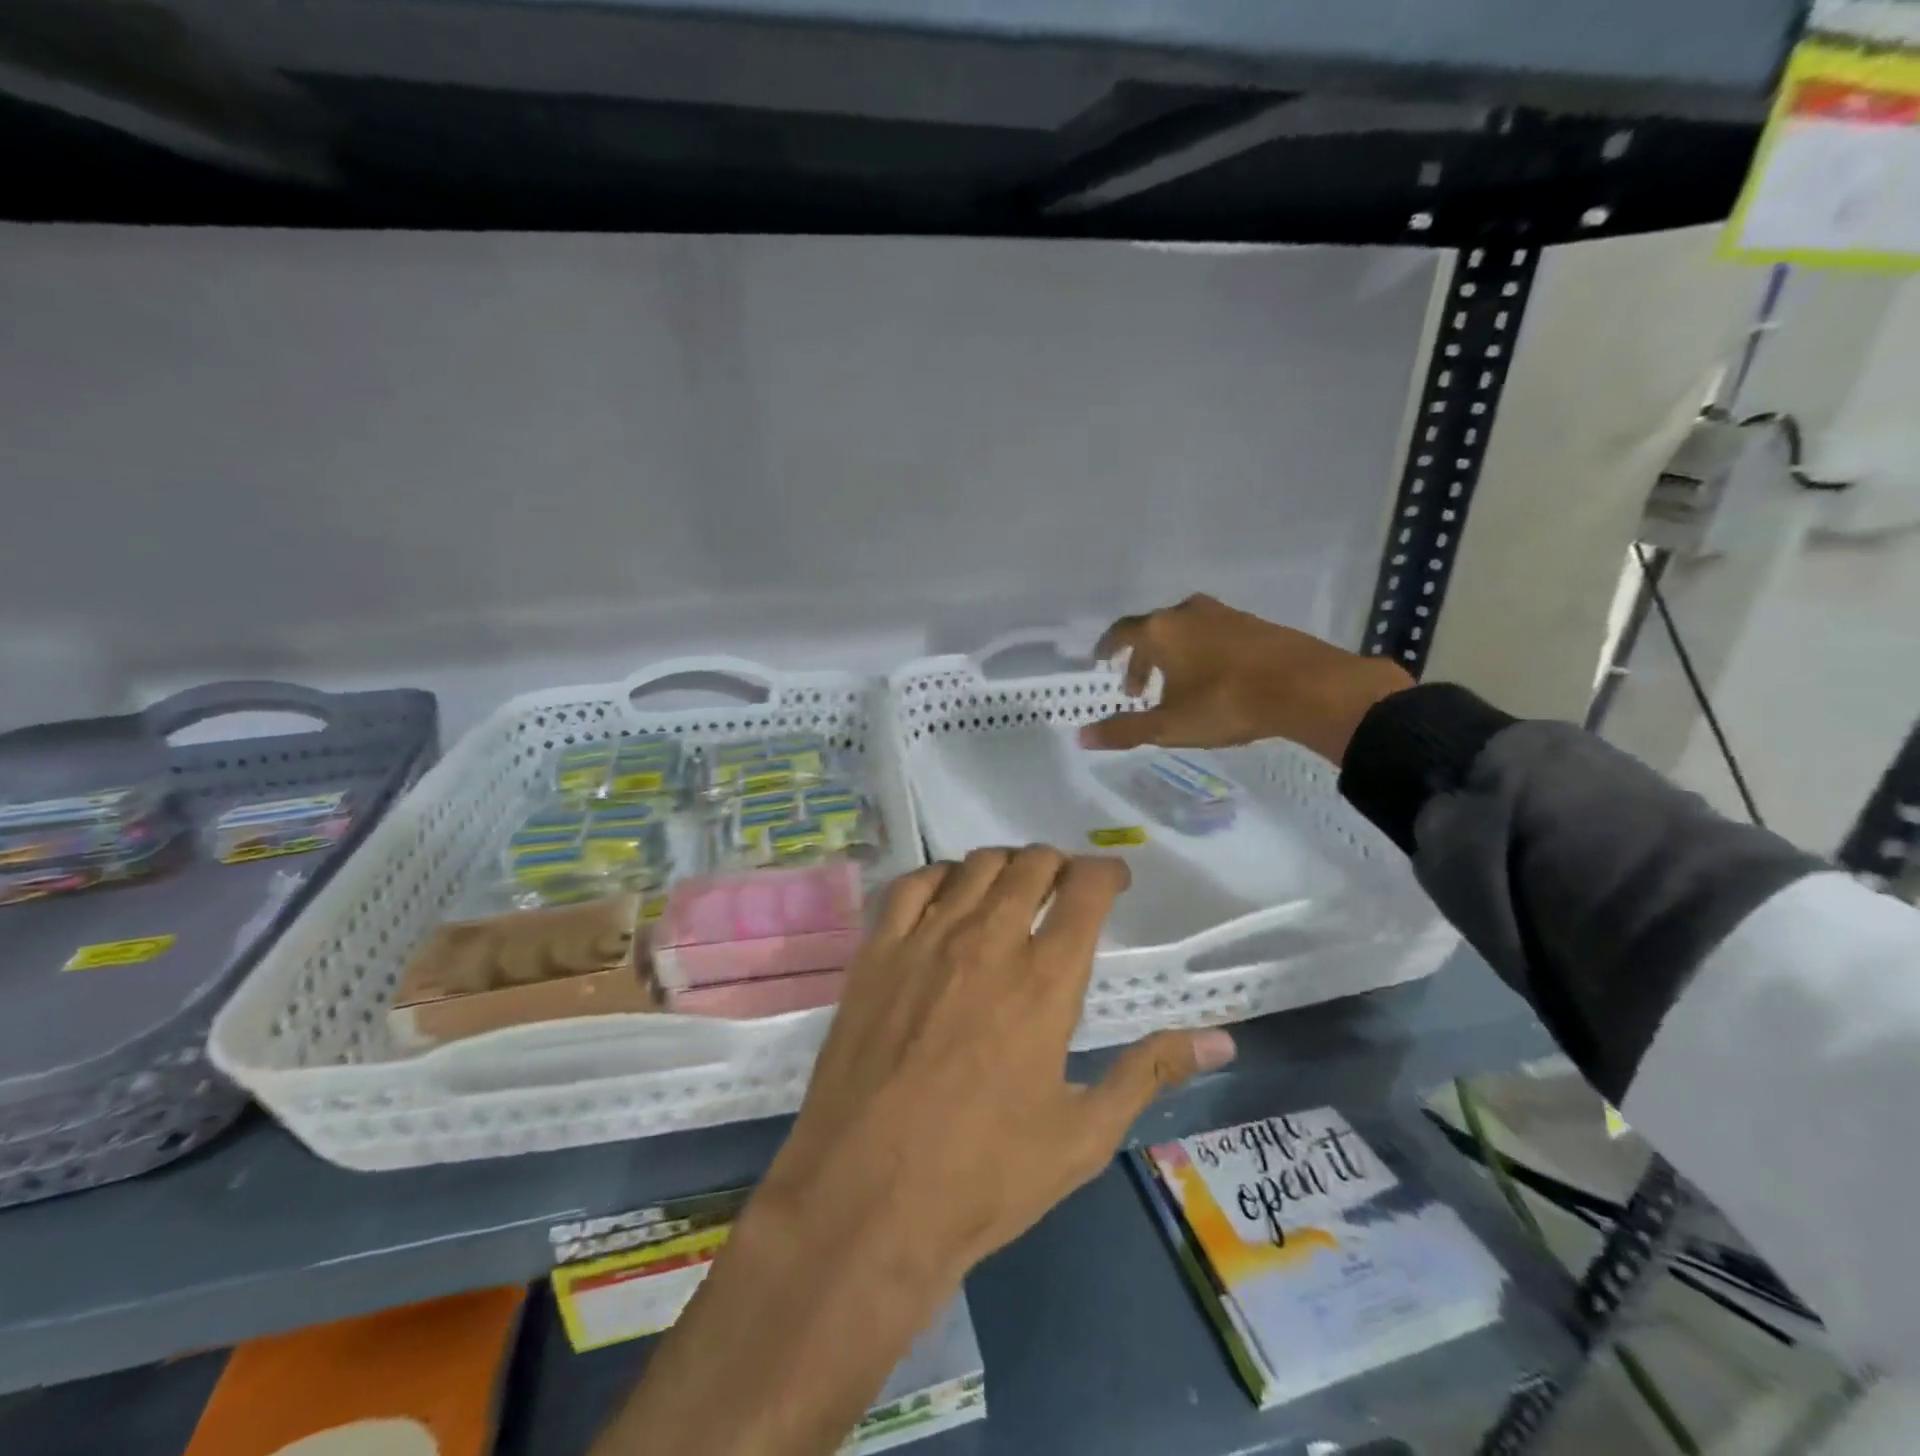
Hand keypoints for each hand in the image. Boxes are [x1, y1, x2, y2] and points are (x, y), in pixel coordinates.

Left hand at [598, 850, 1235, 1455]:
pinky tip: (946, 895)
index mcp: (1044, 983)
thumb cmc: (984, 1183)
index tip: (1113, 877)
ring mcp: (922, 944)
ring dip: (998, 864)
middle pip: (1027, 865)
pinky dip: (937, 877)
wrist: (862, 1206)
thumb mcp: (1082, 1137)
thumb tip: (1219, 1039)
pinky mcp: (874, 957)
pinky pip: (911, 887)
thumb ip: (1150, 1075)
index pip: (1084, 891)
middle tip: (1064, 882)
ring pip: (969, 866)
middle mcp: (985, 945)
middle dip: (1053, 862)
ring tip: (1010, 883)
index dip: (1103, 872)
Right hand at [1077, 593, 1411, 765]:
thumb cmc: (1225, 703)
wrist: (1306, 687)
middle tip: (1138, 689)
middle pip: (1153, 630)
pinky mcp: (1254, 624)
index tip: (1102, 661)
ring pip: (1185, 631)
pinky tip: (1213, 679)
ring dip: (1172, 655)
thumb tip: (1081, 737)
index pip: (1122, 632)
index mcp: (1161, 630)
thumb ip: (1124, 730)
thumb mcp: (1169, 726)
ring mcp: (1224, 615)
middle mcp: (1188, 613)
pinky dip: (1201, 652)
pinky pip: (1213, 634)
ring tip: (1175, 686)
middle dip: (1140, 658)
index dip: (1108, 648)